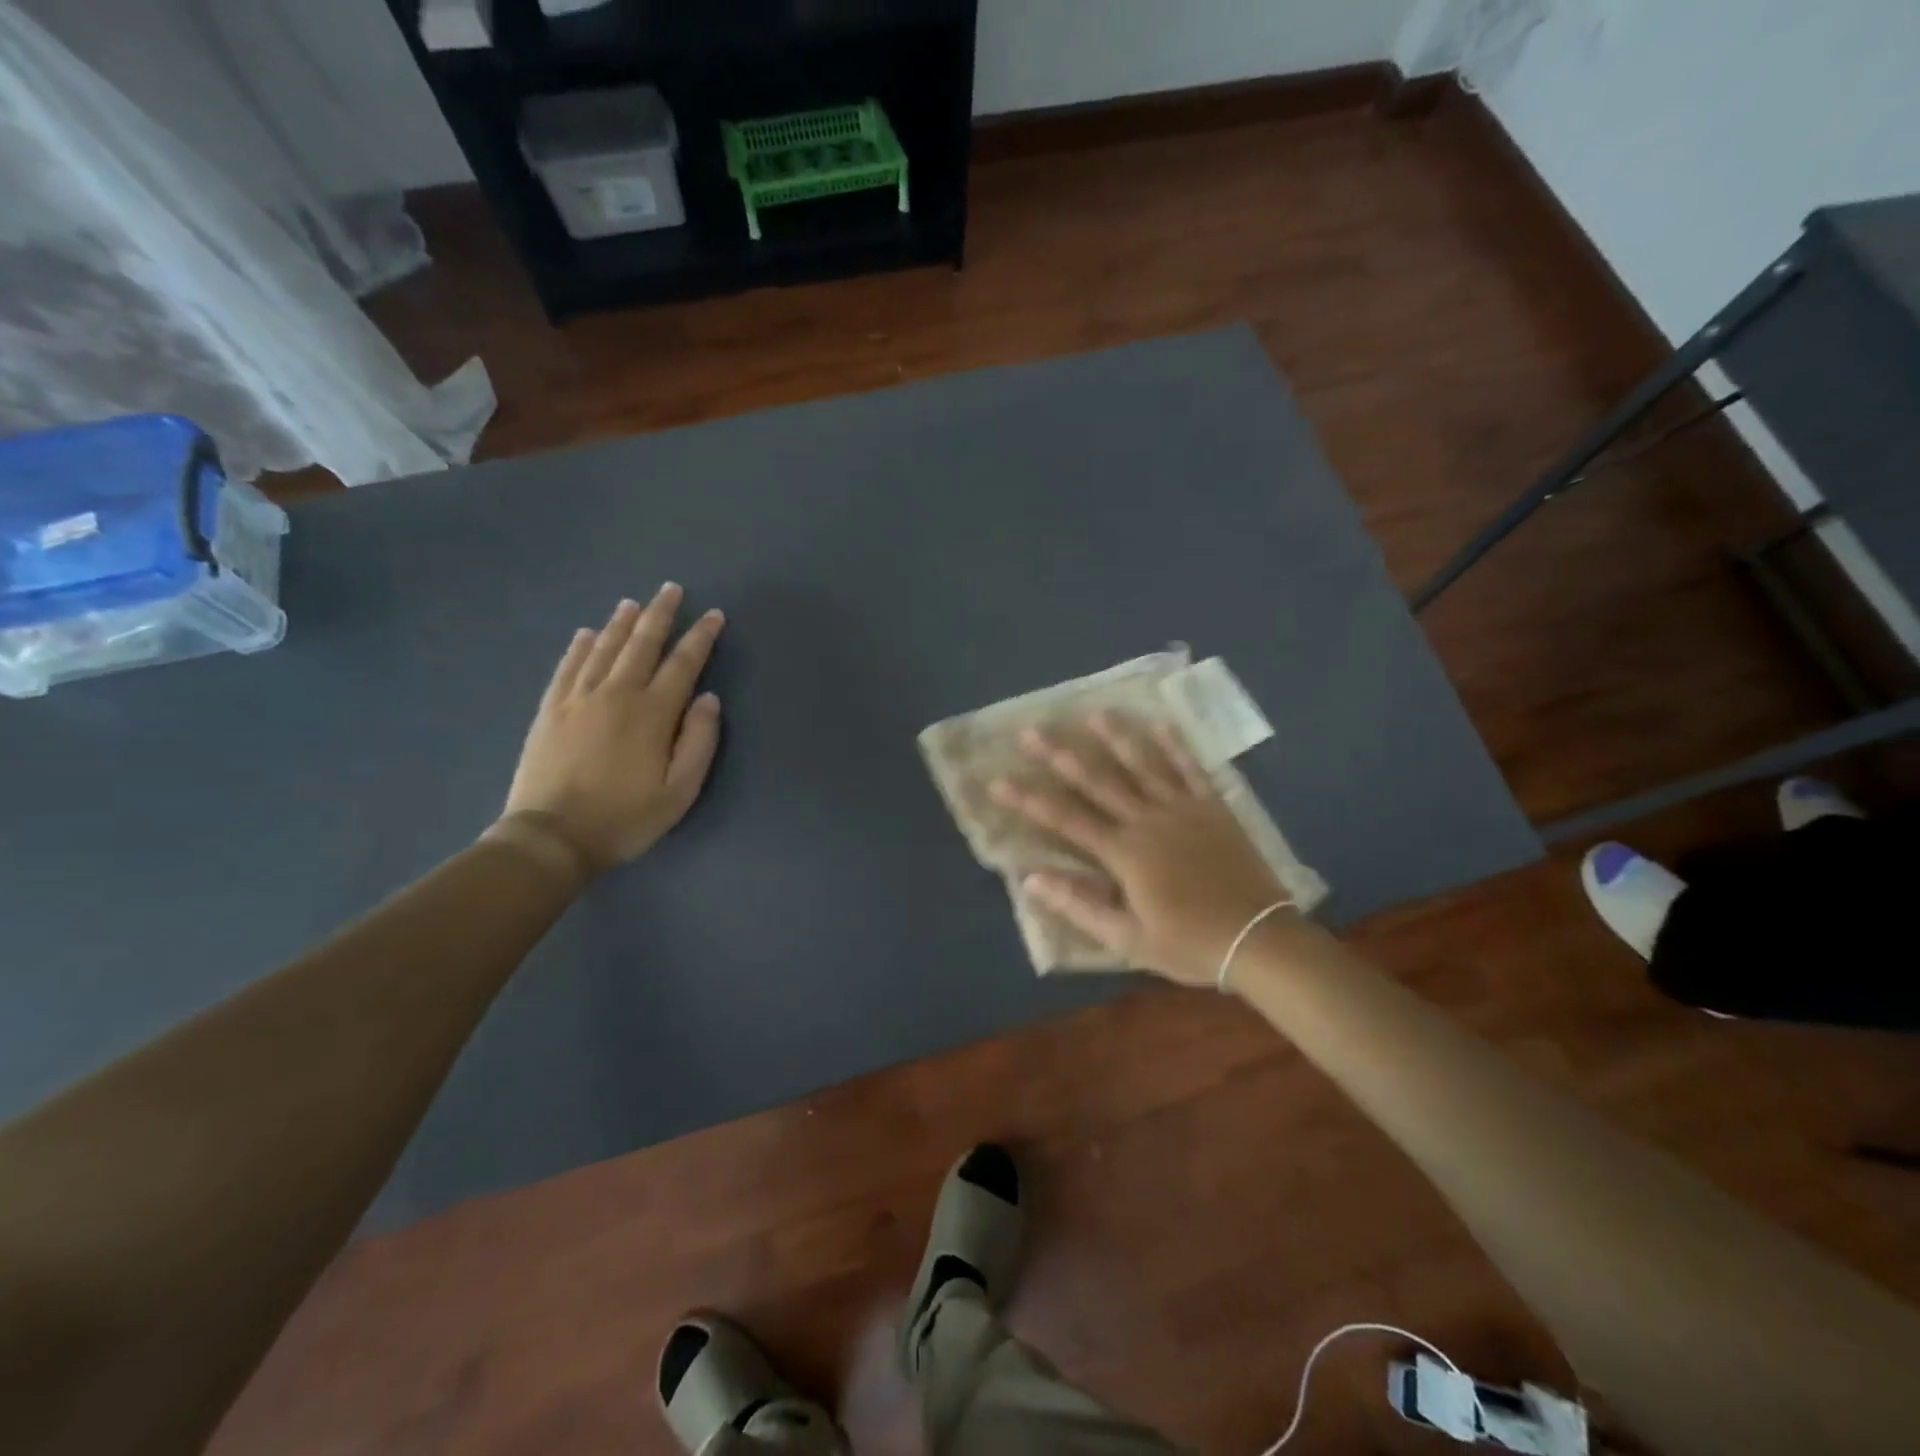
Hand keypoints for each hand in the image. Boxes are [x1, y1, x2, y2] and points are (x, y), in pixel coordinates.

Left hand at [497, 586, 724, 873]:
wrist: (552, 836)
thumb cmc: (626, 817)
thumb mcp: (680, 790)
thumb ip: (699, 741)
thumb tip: (708, 699)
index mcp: (653, 713)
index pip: (683, 663)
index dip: (701, 637)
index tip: (714, 615)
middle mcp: (616, 694)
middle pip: (642, 644)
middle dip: (660, 614)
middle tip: (672, 589)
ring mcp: (579, 698)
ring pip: (604, 648)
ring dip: (622, 622)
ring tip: (634, 603)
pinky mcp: (551, 709)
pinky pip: (568, 666)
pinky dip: (580, 646)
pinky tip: (588, 633)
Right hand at [990, 713, 1292, 985]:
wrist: (1259, 939)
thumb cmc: (1188, 943)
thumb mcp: (1127, 938)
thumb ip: (1079, 905)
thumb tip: (1031, 879)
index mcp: (1124, 853)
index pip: (1065, 819)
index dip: (1029, 800)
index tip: (998, 780)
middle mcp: (1148, 820)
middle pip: (1097, 781)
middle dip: (1060, 755)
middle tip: (1031, 730)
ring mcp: (1183, 809)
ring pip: (1143, 765)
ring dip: (1116, 737)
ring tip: (1094, 712)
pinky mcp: (1213, 808)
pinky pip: (1191, 769)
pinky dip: (1176, 745)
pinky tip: (1161, 722)